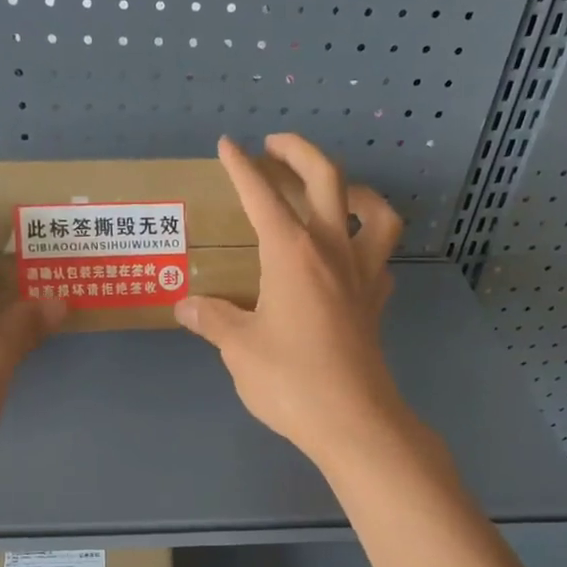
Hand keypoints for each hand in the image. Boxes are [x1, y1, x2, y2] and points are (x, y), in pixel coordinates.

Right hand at [174, 135, 409, 471]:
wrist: (353, 421)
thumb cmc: (290, 381)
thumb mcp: (239, 349)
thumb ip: (212, 320)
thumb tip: (185, 305)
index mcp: (291, 254)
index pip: (262, 197)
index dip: (241, 168)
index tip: (228, 145)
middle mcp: (332, 251)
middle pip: (327, 179)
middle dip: (299, 153)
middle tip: (275, 147)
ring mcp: (362, 275)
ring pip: (375, 212)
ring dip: (355, 189)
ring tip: (335, 190)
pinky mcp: (376, 302)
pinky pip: (380, 258)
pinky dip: (368, 244)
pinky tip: (351, 255)